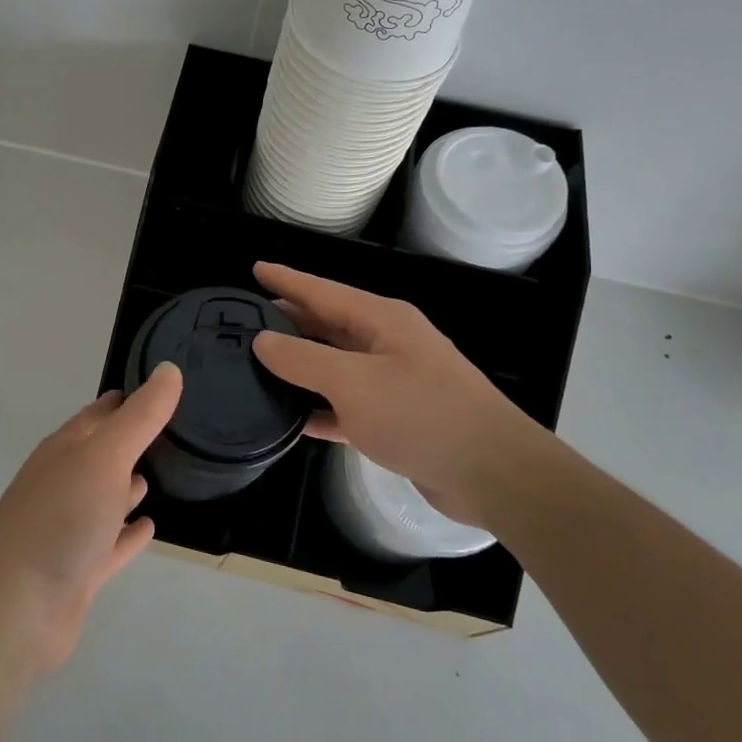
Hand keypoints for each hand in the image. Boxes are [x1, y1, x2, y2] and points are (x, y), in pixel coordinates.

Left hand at [0, 364, 180, 673]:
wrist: (15, 610)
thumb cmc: (61, 519)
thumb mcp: (105, 456)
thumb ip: (140, 416)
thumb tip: (169, 369)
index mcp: (65, 450)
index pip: (99, 414)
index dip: (127, 399)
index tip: (162, 387)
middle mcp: (64, 483)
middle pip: (101, 454)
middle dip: (131, 440)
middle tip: (173, 429)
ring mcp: (69, 528)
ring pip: (105, 497)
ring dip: (127, 485)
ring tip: (161, 472)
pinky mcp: (79, 570)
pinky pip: (111, 543)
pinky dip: (129, 533)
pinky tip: (150, 526)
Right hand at [251, 262, 554, 529]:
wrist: (492, 473)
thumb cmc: (421, 414)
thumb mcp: (353, 383)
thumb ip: (303, 360)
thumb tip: (262, 340)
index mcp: (382, 320)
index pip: (323, 291)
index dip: (287, 279)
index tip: (255, 268)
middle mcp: (389, 343)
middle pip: (330, 324)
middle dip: (291, 319)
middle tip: (249, 319)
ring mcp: (395, 381)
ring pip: (337, 365)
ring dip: (303, 365)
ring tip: (260, 364)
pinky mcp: (398, 419)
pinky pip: (348, 405)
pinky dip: (322, 408)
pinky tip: (295, 419)